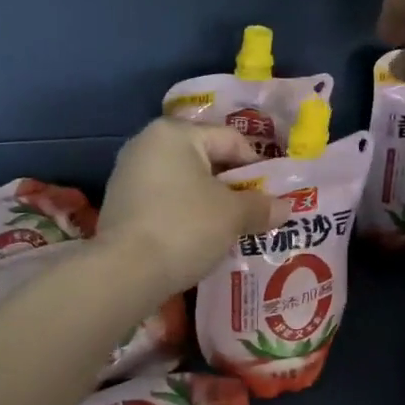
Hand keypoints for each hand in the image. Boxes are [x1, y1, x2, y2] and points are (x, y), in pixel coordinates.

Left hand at [96, 121, 283, 294]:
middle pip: (204, 160)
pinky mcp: (119, 205)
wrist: (126, 272)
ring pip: (183, 183)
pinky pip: (163, 202)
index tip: (272, 196)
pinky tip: (197, 239)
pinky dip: (183, 215)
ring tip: (229, 230)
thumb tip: (285, 207)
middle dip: (231, 187)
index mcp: (174, 133)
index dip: (258, 167)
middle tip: (254, 214)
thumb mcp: (232, 216)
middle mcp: (146, 144)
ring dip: (208, 203)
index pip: (230, 140)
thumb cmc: (185, 227)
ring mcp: (127, 175)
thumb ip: (260, 206)